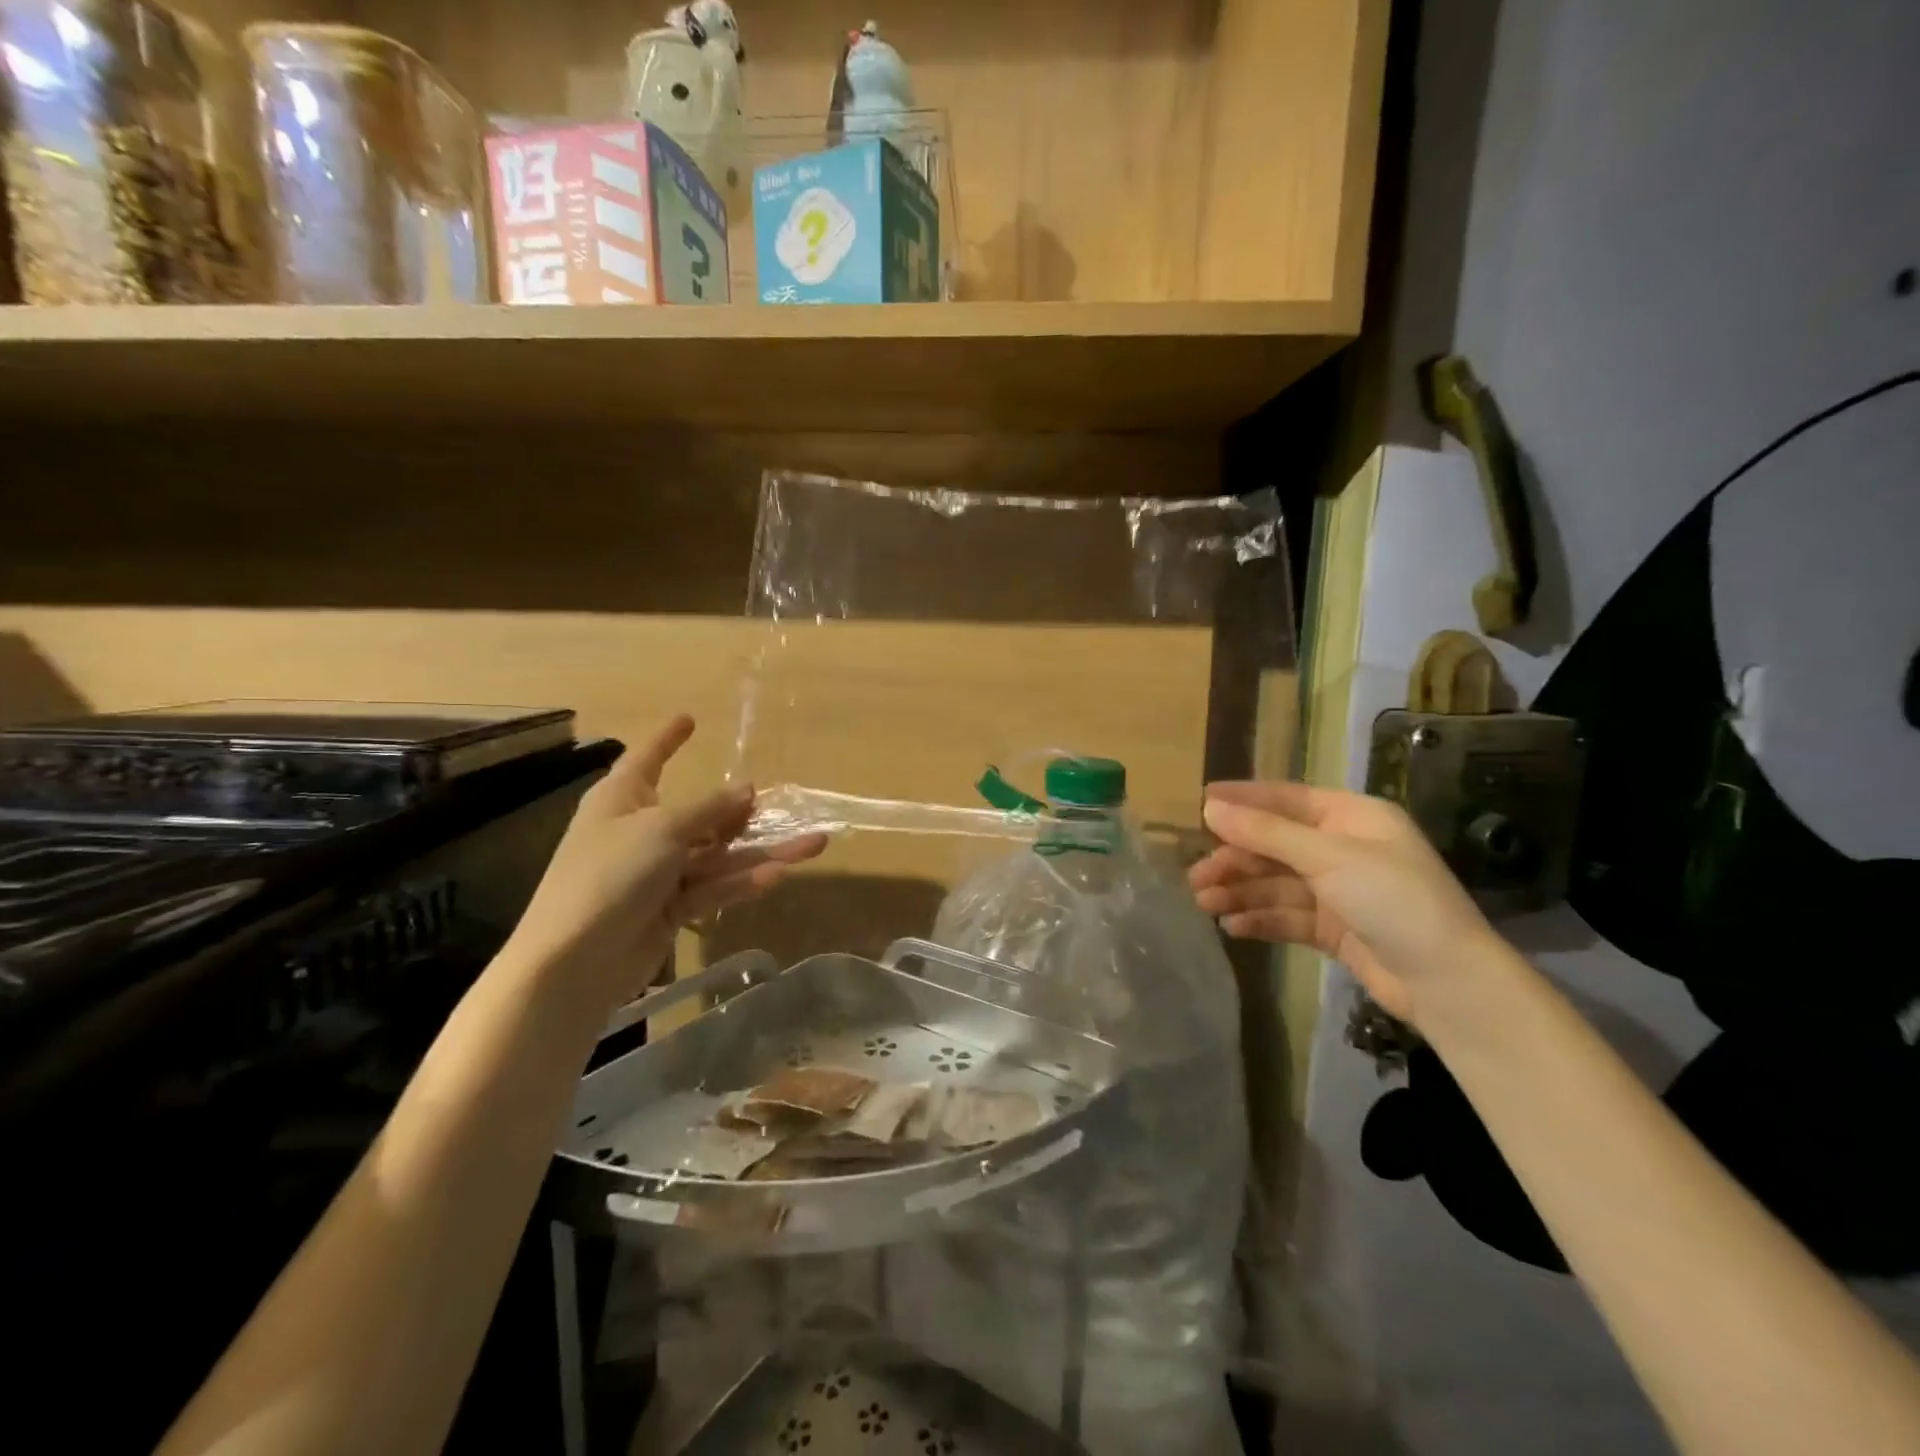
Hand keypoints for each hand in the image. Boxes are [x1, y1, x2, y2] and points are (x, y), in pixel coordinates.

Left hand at [503, 715, 826, 1016]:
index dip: (668, 738)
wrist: (575, 960)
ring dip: (762, 850)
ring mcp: (657, 873)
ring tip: (814, 844)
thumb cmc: (609, 874)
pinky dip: (741, 882)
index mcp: (623, 799)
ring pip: (718, 854)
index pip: (648, 758)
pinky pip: (712, 887)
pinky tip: (778, 875)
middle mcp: (641, 831)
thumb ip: (709, 809)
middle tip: (782, 803)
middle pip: (699, 814)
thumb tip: (747, 789)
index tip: (689, 718)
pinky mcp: (670, 909)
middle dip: (741, 811)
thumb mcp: (662, 829)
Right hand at [1189, 780, 1497, 1027]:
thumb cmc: (1393, 900)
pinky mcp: (1335, 929)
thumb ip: (1266, 833)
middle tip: (1195, 876)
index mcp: (1352, 817)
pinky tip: (1233, 927)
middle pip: (1275, 845)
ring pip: (1276, 883)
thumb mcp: (1328, 857)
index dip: (1243, 800)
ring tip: (1205, 904)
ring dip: (1240, 891)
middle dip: (1235, 859)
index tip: (1200, 802)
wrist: (1448, 983)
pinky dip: (1260, 919)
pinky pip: (1287, 916)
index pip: (1286, 800)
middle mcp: (1344, 848)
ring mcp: (1340, 890)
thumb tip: (1211, 807)